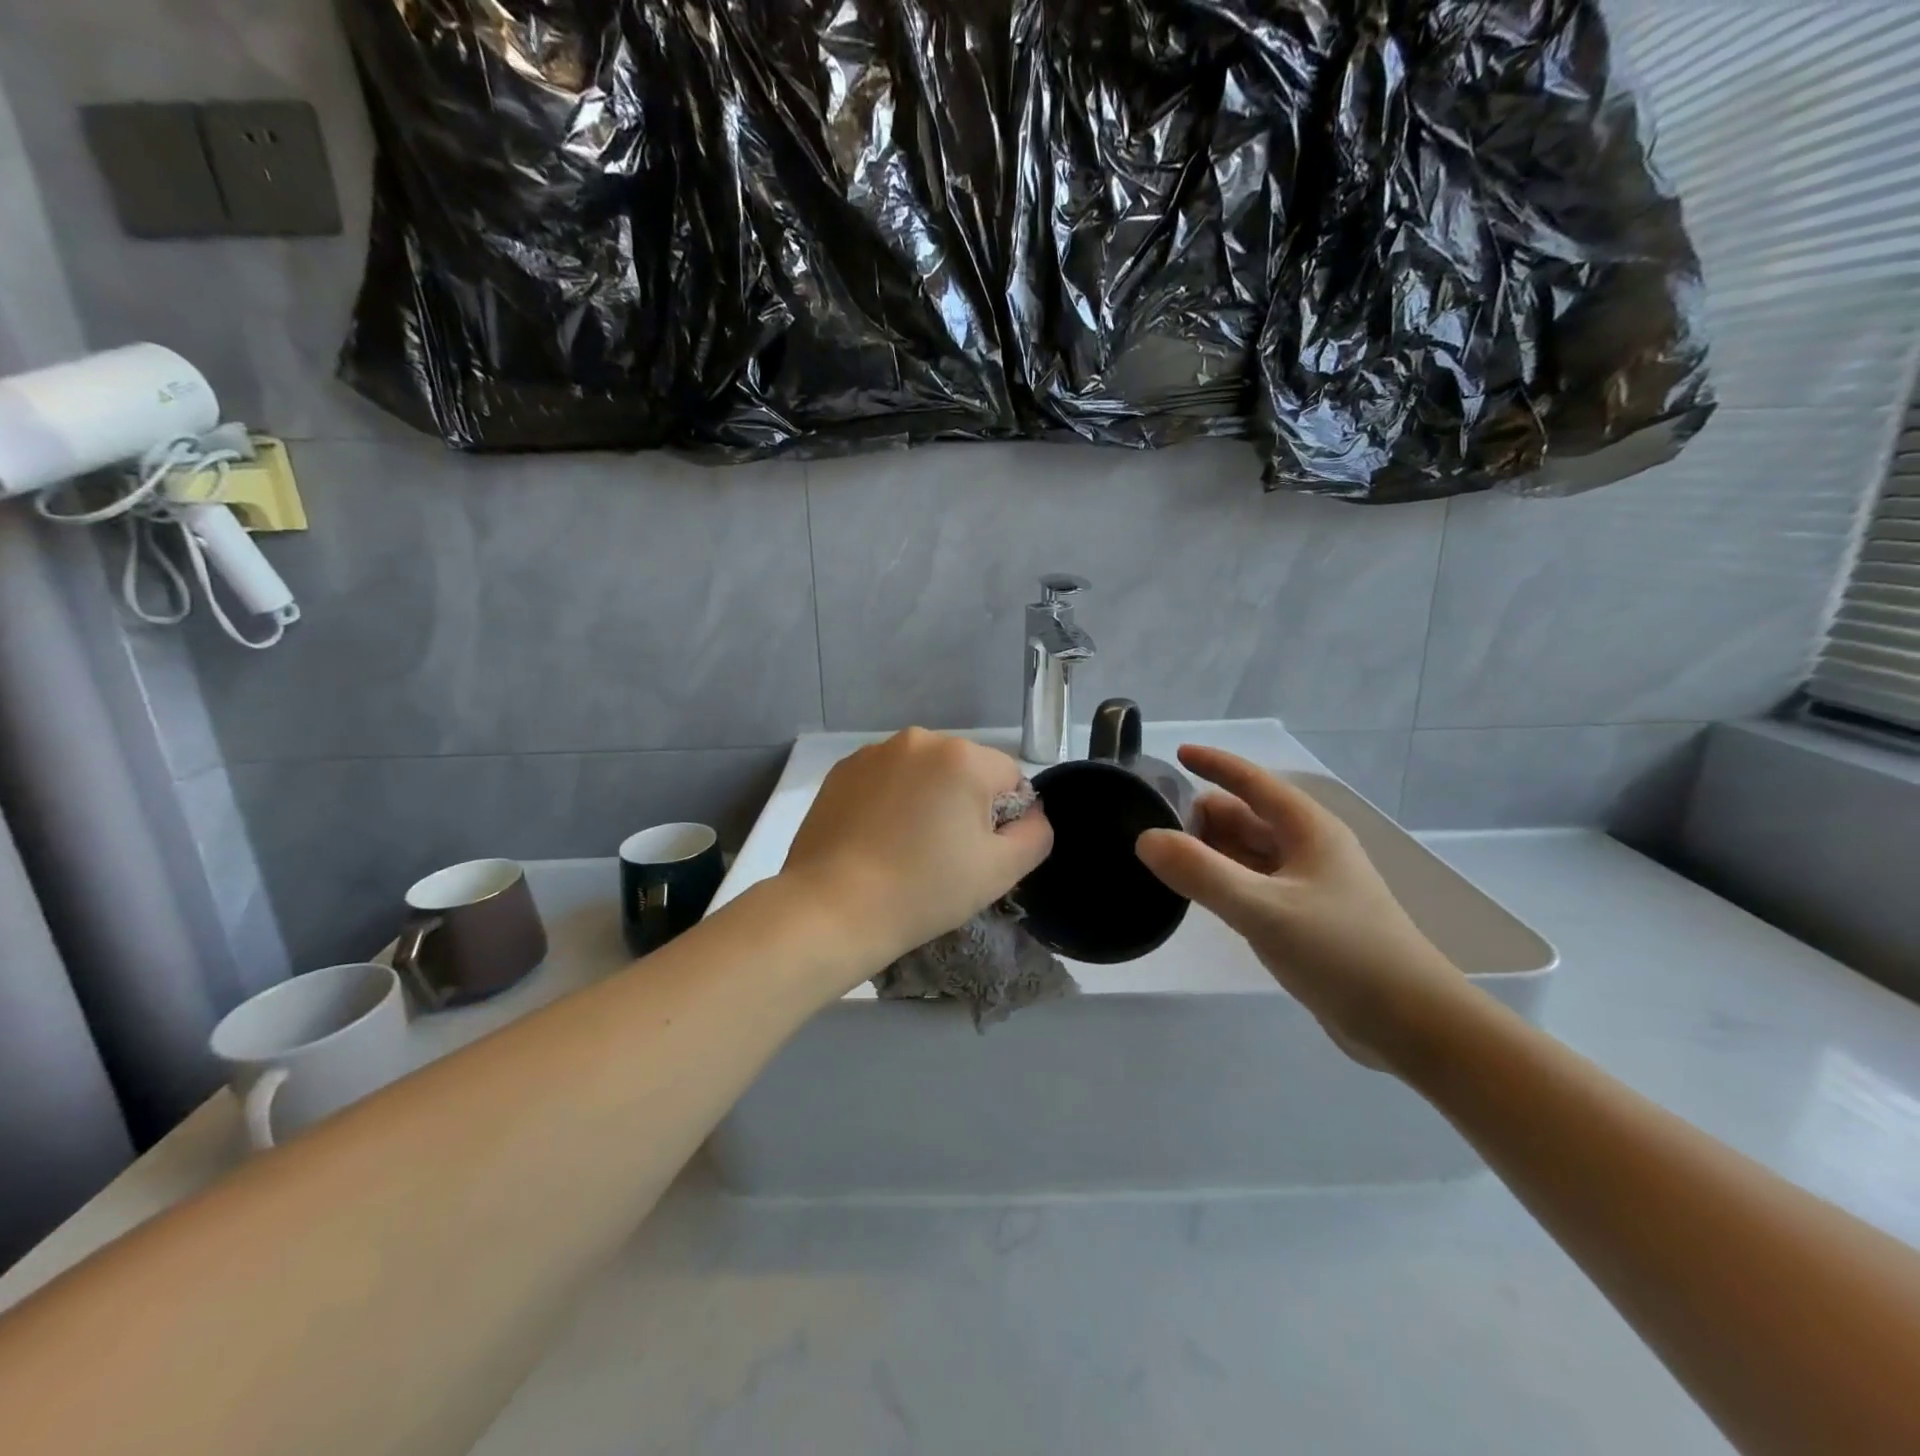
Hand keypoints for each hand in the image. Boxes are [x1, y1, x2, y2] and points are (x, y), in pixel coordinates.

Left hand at [781, 729, 1053, 974]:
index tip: (977, 853)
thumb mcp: (1001, 871)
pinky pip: (886, 778)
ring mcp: (875, 752)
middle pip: (965, 769)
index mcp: (962, 756)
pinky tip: (876, 838)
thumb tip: (1031, 812)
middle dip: (963, 803)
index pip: (1009, 777)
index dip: (1003, 818)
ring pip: (923, 772)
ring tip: (905, 847)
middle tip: (942, 854)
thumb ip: (1036, 833)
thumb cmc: (924, 889)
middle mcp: (919, 740)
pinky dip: (890, 800)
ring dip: (926, 799)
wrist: (833, 907)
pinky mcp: (842, 770)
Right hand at [1134, 746, 1472, 1070]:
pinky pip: (1252, 884)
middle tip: (1147, 827)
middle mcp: (1307, 848)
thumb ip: (1202, 873)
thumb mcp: (1264, 910)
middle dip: (1201, 817)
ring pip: (1247, 852)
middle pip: (1245, 817)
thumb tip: (1146, 838)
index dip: (1214, 763)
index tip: (1175, 752)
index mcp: (1307, 829)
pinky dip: (1222, 881)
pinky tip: (1196, 894)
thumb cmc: (1342, 953)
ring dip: (1209, 851)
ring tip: (1160, 859)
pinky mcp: (1303, 918)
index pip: (1252, 781)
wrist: (1411, 1025)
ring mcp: (1307, 884)